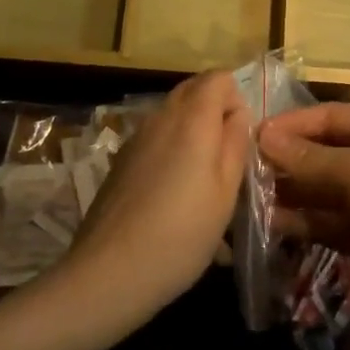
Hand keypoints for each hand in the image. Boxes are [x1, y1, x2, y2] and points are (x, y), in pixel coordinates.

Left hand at [58, 71, 249, 329]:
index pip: (219, 77)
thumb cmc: (181, 233)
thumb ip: (236, 143)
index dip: (236, 98)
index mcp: (192, 118)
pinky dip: (171, 152)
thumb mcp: (225, 192)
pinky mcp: (120, 161)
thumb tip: (237, 114)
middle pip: (194, 90)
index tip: (241, 138)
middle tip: (227, 157)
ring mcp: (135, 137)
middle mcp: (161, 116)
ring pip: (173, 115)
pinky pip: (155, 139)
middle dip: (215, 112)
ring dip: (193, 133)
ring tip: (202, 183)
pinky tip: (174, 199)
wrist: (108, 273)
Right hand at [259, 104, 349, 329]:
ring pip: (318, 189)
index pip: (329, 116)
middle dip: (287, 160)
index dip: (293, 123)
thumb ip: (308, 157)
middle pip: (321, 152)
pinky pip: (322, 221)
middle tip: (246, 169)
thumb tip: (262, 137)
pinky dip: (299, 221)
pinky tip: (269, 224)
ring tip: (250, 197)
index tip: (255, 135)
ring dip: (288, 192)